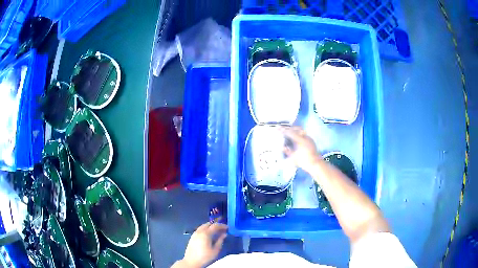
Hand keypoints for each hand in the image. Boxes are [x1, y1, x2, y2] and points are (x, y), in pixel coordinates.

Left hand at [180, 222, 227, 267]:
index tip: (227, 228)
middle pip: (208, 224)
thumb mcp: (216, 250)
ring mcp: (194, 234)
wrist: (192, 262)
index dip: (222, 226)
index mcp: (205, 234)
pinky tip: (208, 235)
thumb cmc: (205, 257)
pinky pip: (199, 230)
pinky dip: (205, 230)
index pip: (215, 226)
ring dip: (210, 227)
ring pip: (203, 226)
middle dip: (215, 225)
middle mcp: (199, 231)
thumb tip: (224, 234)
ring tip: (216, 232)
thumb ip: (220, 240)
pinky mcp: (192, 237)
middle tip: (222, 229)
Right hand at [281, 126, 321, 173]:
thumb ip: (287, 151)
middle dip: (289, 128)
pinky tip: (296, 138)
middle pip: (296, 129)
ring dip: (295, 130)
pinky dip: (299, 134)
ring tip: (289, 132)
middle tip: (284, 129)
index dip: (283, 130)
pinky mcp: (311, 141)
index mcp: (300, 140)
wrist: (315, 164)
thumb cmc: (303, 161)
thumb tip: (282, 147)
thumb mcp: (293, 157)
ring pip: (301, 131)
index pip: (290, 133)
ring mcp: (309, 138)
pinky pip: (304, 134)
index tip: (278, 128)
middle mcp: (305, 137)